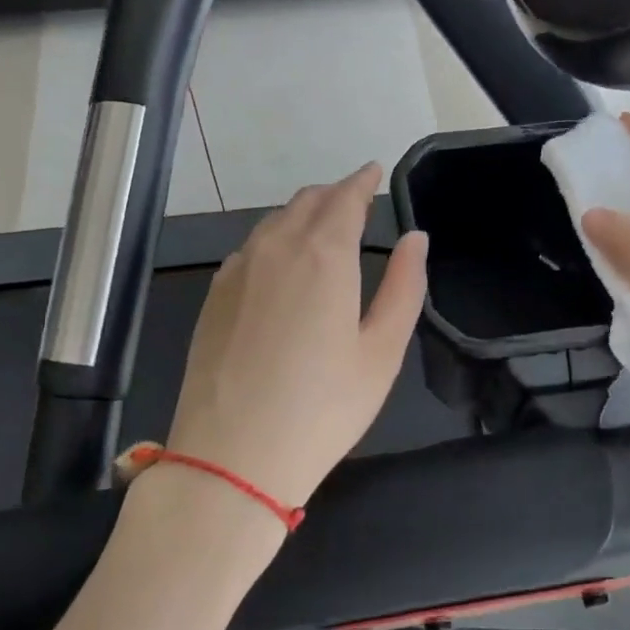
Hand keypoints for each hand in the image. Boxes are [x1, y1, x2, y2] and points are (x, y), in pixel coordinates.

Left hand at [163, 163, 428, 510]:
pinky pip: (250, 247)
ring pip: (274, 221)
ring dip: (303, 213)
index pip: (345, 198)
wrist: (232, 457)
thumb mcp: (381, 352)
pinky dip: (274, 239)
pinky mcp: (214, 295)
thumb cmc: (323, 408)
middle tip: (356, 201)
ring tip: (322, 227)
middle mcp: (275, 248)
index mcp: (323, 254)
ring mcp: (237, 270)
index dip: (362, 181)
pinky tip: (281, 263)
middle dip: (335, 194)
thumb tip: (416, 238)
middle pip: (307, 201)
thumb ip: (403, 286)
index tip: (374, 171)